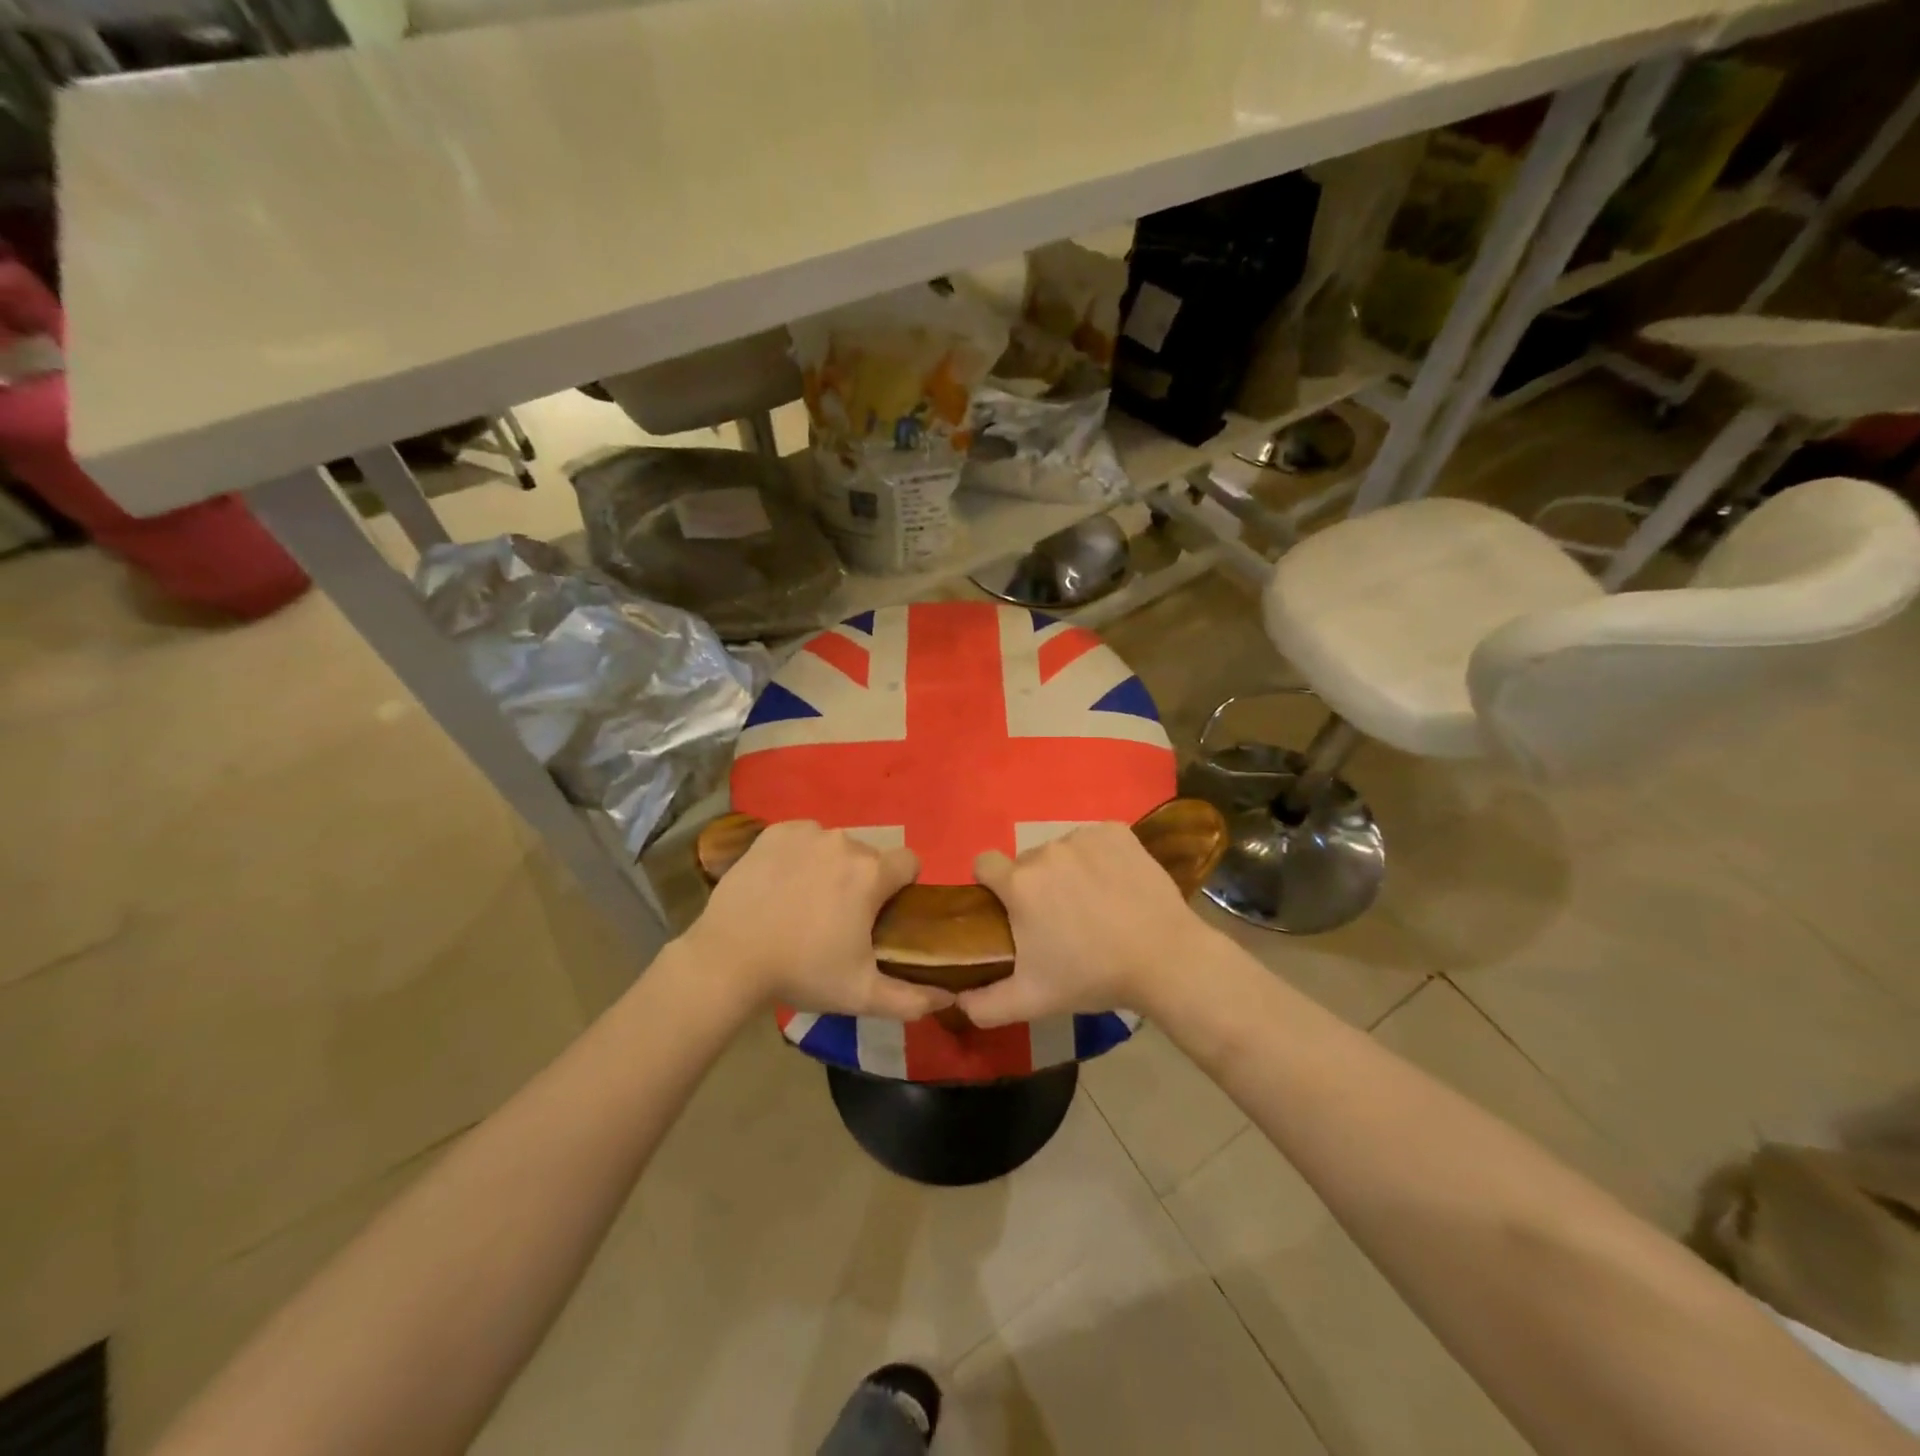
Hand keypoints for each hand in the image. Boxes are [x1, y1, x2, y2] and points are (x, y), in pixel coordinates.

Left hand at [682, 820, 955, 1020]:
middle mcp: (844, 842)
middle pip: (870, 856)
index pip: (910, 862)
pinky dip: (801, 854)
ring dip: (831, 867)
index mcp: (871, 873)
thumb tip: (949, 999)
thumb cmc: (802, 973)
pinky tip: (783, 883)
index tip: (882, 914)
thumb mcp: (862, 995)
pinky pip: (803, 837)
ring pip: (836, 845)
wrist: (728, 960)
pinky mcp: (774, 832)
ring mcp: (807, 833)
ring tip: (805, 902)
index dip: (902, 887)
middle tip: (838, 919)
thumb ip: (912, 999)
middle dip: (863, 881)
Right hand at [958, 822, 1216, 1027]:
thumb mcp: (1031, 1000)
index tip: (1008, 908)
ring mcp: (1084, 836)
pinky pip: (1095, 840)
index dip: (990, 884)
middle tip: (1059, 920)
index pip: (984, 863)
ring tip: (1094, 905)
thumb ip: (983, 1005)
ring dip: (1068, 871)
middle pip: (1027, 862)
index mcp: (1019, 883)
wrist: (1165, 958)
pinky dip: (1100, 858)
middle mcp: (1046, 850)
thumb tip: (955, 1000)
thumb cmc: (1092, 976)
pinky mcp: (1117, 832)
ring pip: (1061, 850)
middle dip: (1035, 885)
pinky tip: (1116, 885)